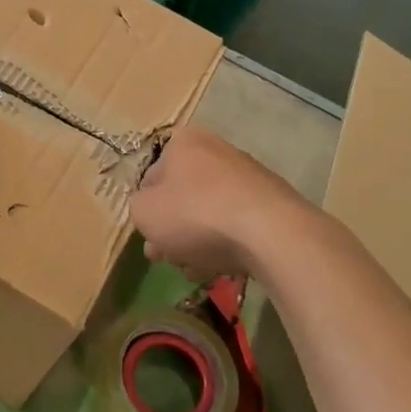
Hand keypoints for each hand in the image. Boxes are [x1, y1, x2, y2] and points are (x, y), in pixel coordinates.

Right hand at [130, 125, 304, 278]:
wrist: (269, 233)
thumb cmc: (194, 214)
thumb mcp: (144, 212)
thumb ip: (138, 208)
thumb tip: (152, 210)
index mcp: (184, 142)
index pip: (152, 175)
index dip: (147, 208)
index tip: (149, 236)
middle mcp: (217, 150)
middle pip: (183, 195)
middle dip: (173, 229)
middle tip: (167, 256)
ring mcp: (248, 176)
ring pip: (209, 213)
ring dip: (197, 241)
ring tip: (194, 269)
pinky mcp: (271, 203)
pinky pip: (236, 224)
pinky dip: (225, 243)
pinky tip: (220, 267)